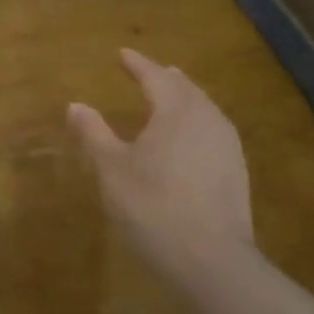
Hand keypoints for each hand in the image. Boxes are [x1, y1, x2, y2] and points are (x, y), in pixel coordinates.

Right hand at [68, 48, 258, 285]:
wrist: (211, 260)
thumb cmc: (153, 206)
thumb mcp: (112, 169)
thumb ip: (94, 133)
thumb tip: (76, 105)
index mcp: (176, 111)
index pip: (155, 77)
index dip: (137, 64)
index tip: (123, 53)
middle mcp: (207, 119)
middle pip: (186, 89)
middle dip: (165, 78)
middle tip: (149, 71)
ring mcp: (228, 146)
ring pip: (205, 109)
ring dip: (185, 98)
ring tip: (171, 97)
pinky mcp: (236, 172)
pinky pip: (214, 130)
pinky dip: (196, 122)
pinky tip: (190, 138)